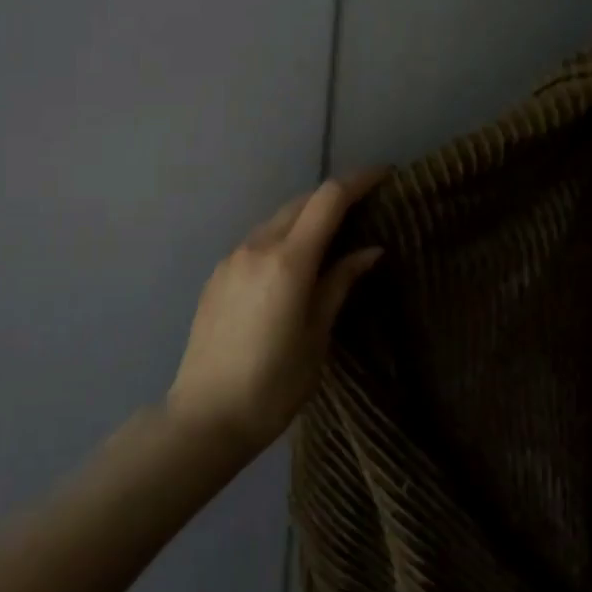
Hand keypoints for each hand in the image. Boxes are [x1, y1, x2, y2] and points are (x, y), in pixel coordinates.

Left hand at [167, 170, 385, 451]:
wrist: (205, 416)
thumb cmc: (274, 384)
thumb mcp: (318, 336)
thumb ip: (340, 283)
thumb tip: (370, 250)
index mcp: (288, 260)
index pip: (328, 199)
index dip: (359, 181)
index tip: (386, 175)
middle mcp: (257, 246)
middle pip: (302, 202)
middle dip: (335, 196)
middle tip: (366, 207)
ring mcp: (232, 258)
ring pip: (278, 218)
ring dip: (307, 215)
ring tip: (334, 234)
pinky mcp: (218, 274)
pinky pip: (258, 239)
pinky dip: (284, 235)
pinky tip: (295, 260)